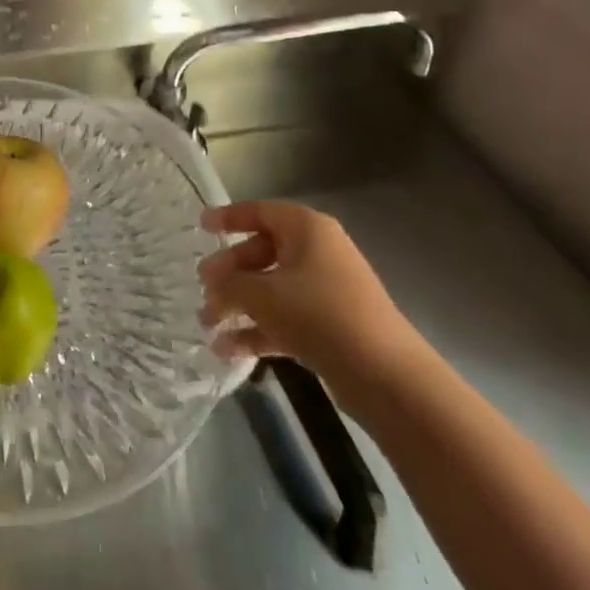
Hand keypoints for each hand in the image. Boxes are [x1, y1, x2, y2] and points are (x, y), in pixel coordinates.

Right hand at [198, 200, 418, 405]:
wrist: (387, 377)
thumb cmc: (320, 315)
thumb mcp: (263, 295)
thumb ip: (230, 286)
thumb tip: (212, 287)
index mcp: (306, 229)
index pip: (260, 212)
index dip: (229, 218)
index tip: (202, 227)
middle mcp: (317, 252)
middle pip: (262, 253)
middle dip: (229, 273)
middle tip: (202, 287)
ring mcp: (326, 291)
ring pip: (272, 289)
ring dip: (239, 305)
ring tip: (207, 325)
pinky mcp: (331, 326)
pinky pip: (285, 318)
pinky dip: (259, 330)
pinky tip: (228, 351)